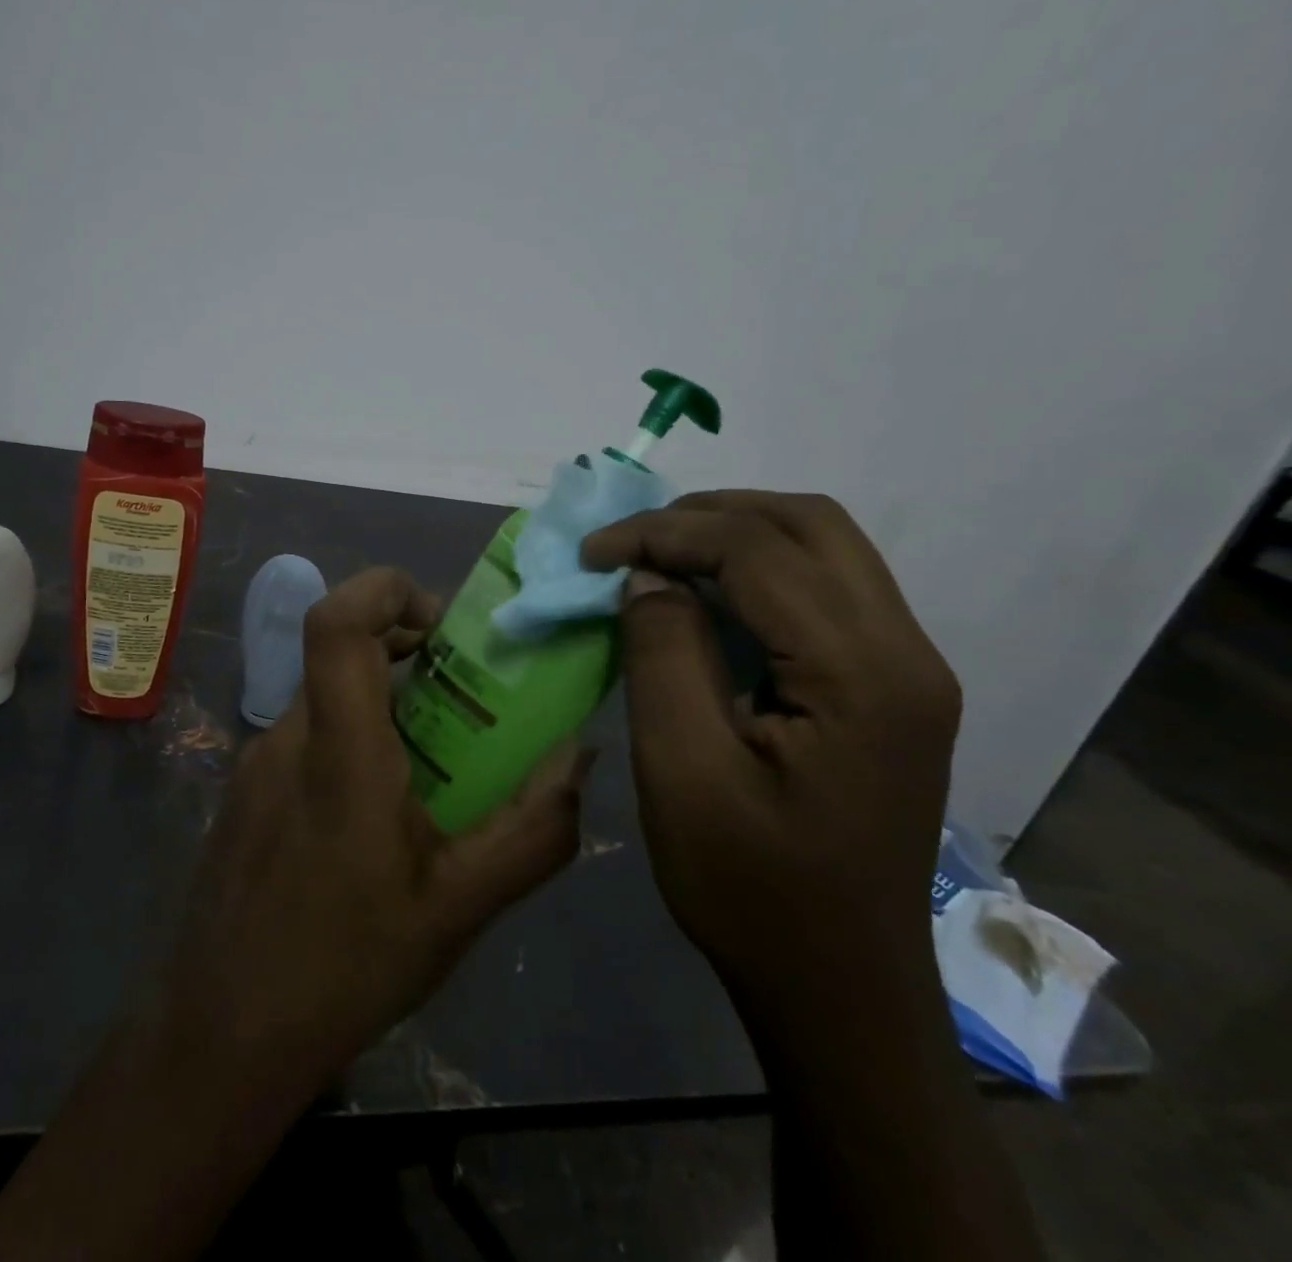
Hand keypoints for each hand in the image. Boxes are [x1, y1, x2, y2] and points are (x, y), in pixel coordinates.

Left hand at [155, 567, 588, 1096]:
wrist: (223, 1033)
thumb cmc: (346, 965)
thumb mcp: (460, 907)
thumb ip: (533, 830)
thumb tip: (579, 757)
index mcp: (338, 750)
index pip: (336, 623)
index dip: (383, 589)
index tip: (440, 620)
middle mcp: (288, 737)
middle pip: (338, 652)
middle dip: (403, 646)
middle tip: (460, 686)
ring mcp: (256, 763)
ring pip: (325, 697)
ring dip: (381, 699)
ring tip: (434, 758)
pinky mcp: (245, 792)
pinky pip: (305, 737)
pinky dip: (351, 736)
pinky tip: (380, 809)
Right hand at [582, 492, 958, 1023]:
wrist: (838, 986)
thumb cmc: (750, 887)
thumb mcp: (682, 769)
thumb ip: (663, 653)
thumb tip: (649, 577)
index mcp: (862, 675)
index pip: (757, 551)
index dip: (664, 533)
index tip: (592, 554)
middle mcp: (906, 653)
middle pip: (810, 524)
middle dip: (708, 515)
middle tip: (630, 542)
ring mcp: (909, 670)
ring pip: (824, 548)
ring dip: (735, 535)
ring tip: (658, 557)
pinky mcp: (891, 689)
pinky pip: (826, 591)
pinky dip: (757, 572)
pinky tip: (705, 599)